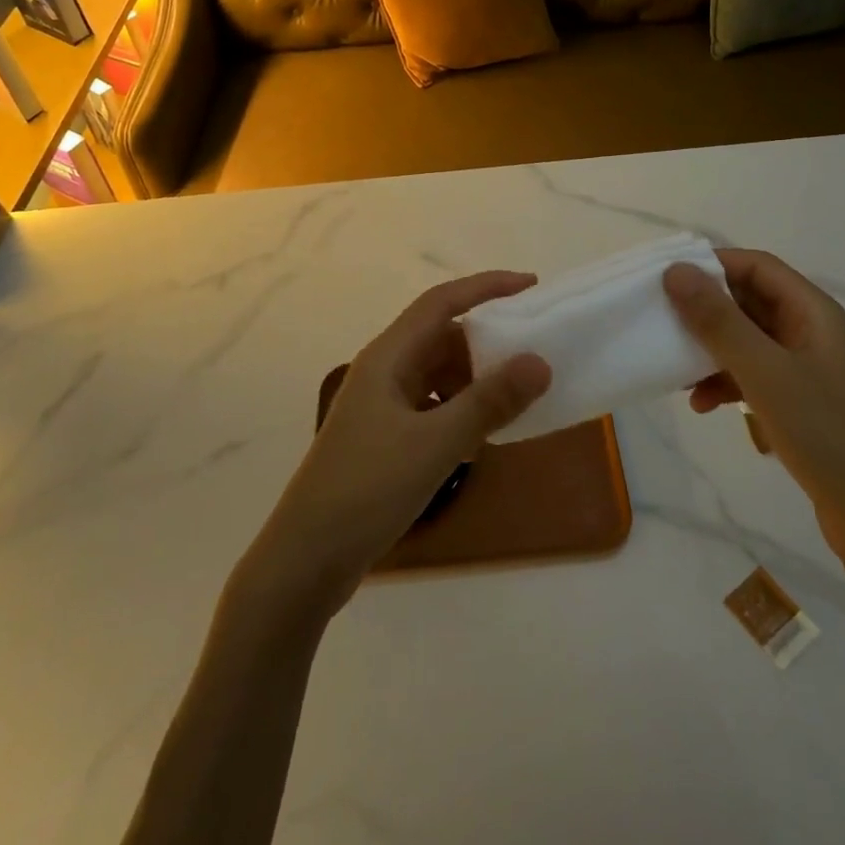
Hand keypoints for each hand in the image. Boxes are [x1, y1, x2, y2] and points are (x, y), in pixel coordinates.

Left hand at [235, 272, 551, 617]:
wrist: (306, 559)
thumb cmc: (368, 488)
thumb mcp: (436, 443)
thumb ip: (489, 402)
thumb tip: (539, 362)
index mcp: (388, 356)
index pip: (442, 302)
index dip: (486, 287)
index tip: (530, 286)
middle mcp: (384, 371)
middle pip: (441, 336)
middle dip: (487, 339)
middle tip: (533, 349)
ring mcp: (382, 405)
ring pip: (438, 373)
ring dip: (476, 378)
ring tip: (516, 395)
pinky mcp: (384, 437)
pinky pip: (433, 405)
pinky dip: (461, 409)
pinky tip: (483, 434)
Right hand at [664, 251, 844, 571]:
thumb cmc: (825, 432)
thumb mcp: (764, 371)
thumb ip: (718, 320)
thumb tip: (675, 270)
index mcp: (813, 312)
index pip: (757, 266)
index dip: (713, 265)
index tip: (668, 279)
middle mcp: (812, 331)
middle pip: (750, 302)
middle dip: (705, 311)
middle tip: (663, 323)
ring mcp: (808, 369)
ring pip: (748, 341)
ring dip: (711, 350)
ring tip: (676, 372)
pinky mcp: (802, 403)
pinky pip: (755, 376)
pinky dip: (726, 383)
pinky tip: (702, 405)